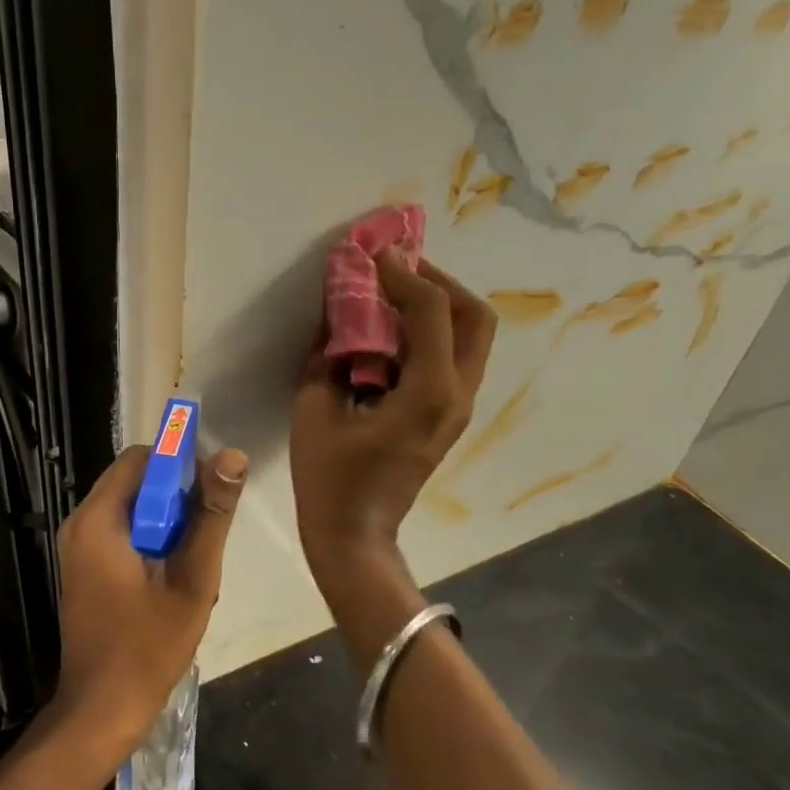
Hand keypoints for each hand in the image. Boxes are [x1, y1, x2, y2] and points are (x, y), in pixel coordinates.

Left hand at [52, 442, 249, 755]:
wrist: (102, 710)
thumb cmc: (148, 647)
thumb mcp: (193, 579)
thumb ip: (212, 515)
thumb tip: (233, 456)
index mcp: (99, 520)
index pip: (141, 458)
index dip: (180, 462)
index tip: (213, 487)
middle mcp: (81, 524)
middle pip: (135, 481)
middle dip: (176, 495)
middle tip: (207, 529)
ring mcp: (79, 547)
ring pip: (132, 507)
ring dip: (167, 521)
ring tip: (194, 557)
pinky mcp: (84, 567)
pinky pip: (122, 531)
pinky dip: (151, 539)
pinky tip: (174, 574)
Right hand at [290, 250, 495, 613]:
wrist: (355, 535)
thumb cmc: (329, 477)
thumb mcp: (314, 408)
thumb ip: (327, 354)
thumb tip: (337, 314)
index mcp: (428, 392)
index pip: (431, 310)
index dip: (404, 273)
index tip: (376, 253)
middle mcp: (457, 394)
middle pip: (475, 317)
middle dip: (439, 281)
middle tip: (399, 269)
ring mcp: (459, 408)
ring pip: (471, 337)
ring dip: (439, 306)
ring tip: (395, 293)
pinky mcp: (449, 417)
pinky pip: (454, 358)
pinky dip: (433, 332)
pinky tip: (394, 331)